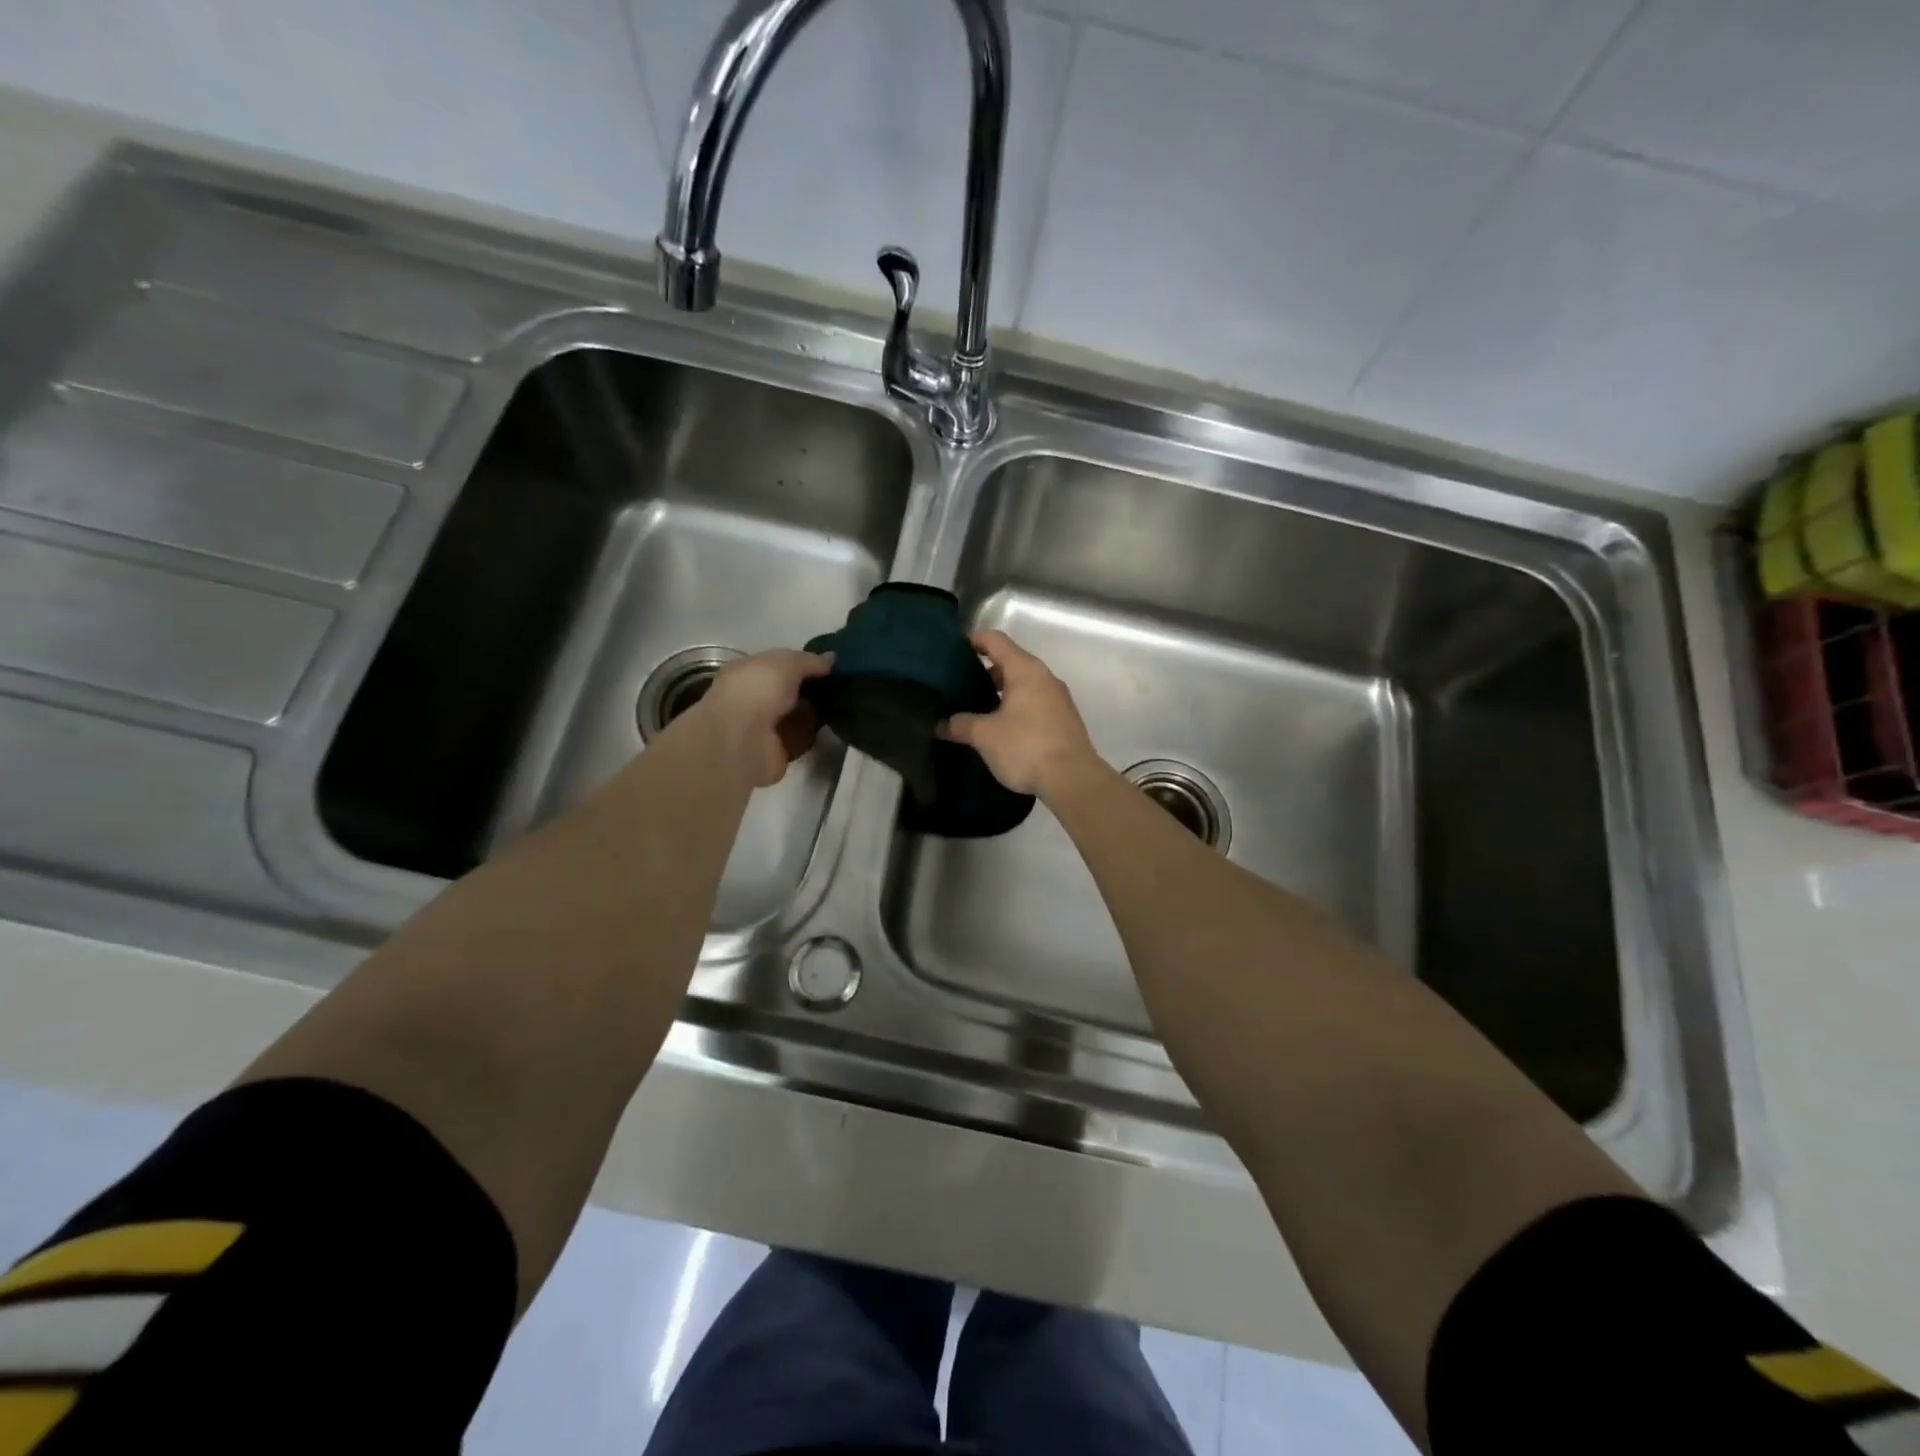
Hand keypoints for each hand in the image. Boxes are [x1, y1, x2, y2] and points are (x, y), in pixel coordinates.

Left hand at [692, 649, 833, 787]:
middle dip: (812, 689)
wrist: (743, 740)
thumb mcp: (787, 663)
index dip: (802, 664)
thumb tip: (832, 659)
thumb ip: (810, 661)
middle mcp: (752, 699)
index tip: (829, 666)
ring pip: (796, 716)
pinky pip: (800, 739)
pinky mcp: (775, 751)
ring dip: (815, 712)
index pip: (777, 665)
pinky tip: (831, 727)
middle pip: (788, 692)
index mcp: (746, 672)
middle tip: (840, 685)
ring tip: (842, 705)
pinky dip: (813, 735)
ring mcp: (763, 727)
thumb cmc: (758, 691)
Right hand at [941, 630, 1098, 796]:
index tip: (953, 651)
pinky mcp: (1064, 720)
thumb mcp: (985, 735)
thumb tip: (940, 724)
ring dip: (1001, 694)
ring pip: (1024, 686)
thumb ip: (960, 725)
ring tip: (977, 711)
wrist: (1073, 779)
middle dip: (984, 672)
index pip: (996, 640)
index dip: (974, 641)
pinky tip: (1001, 729)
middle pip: (1011, 662)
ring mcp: (1058, 699)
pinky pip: (1034, 704)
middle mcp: (1045, 678)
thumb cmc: (1026, 747)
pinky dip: (1016, 709)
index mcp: (1025, 670)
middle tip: (960, 688)